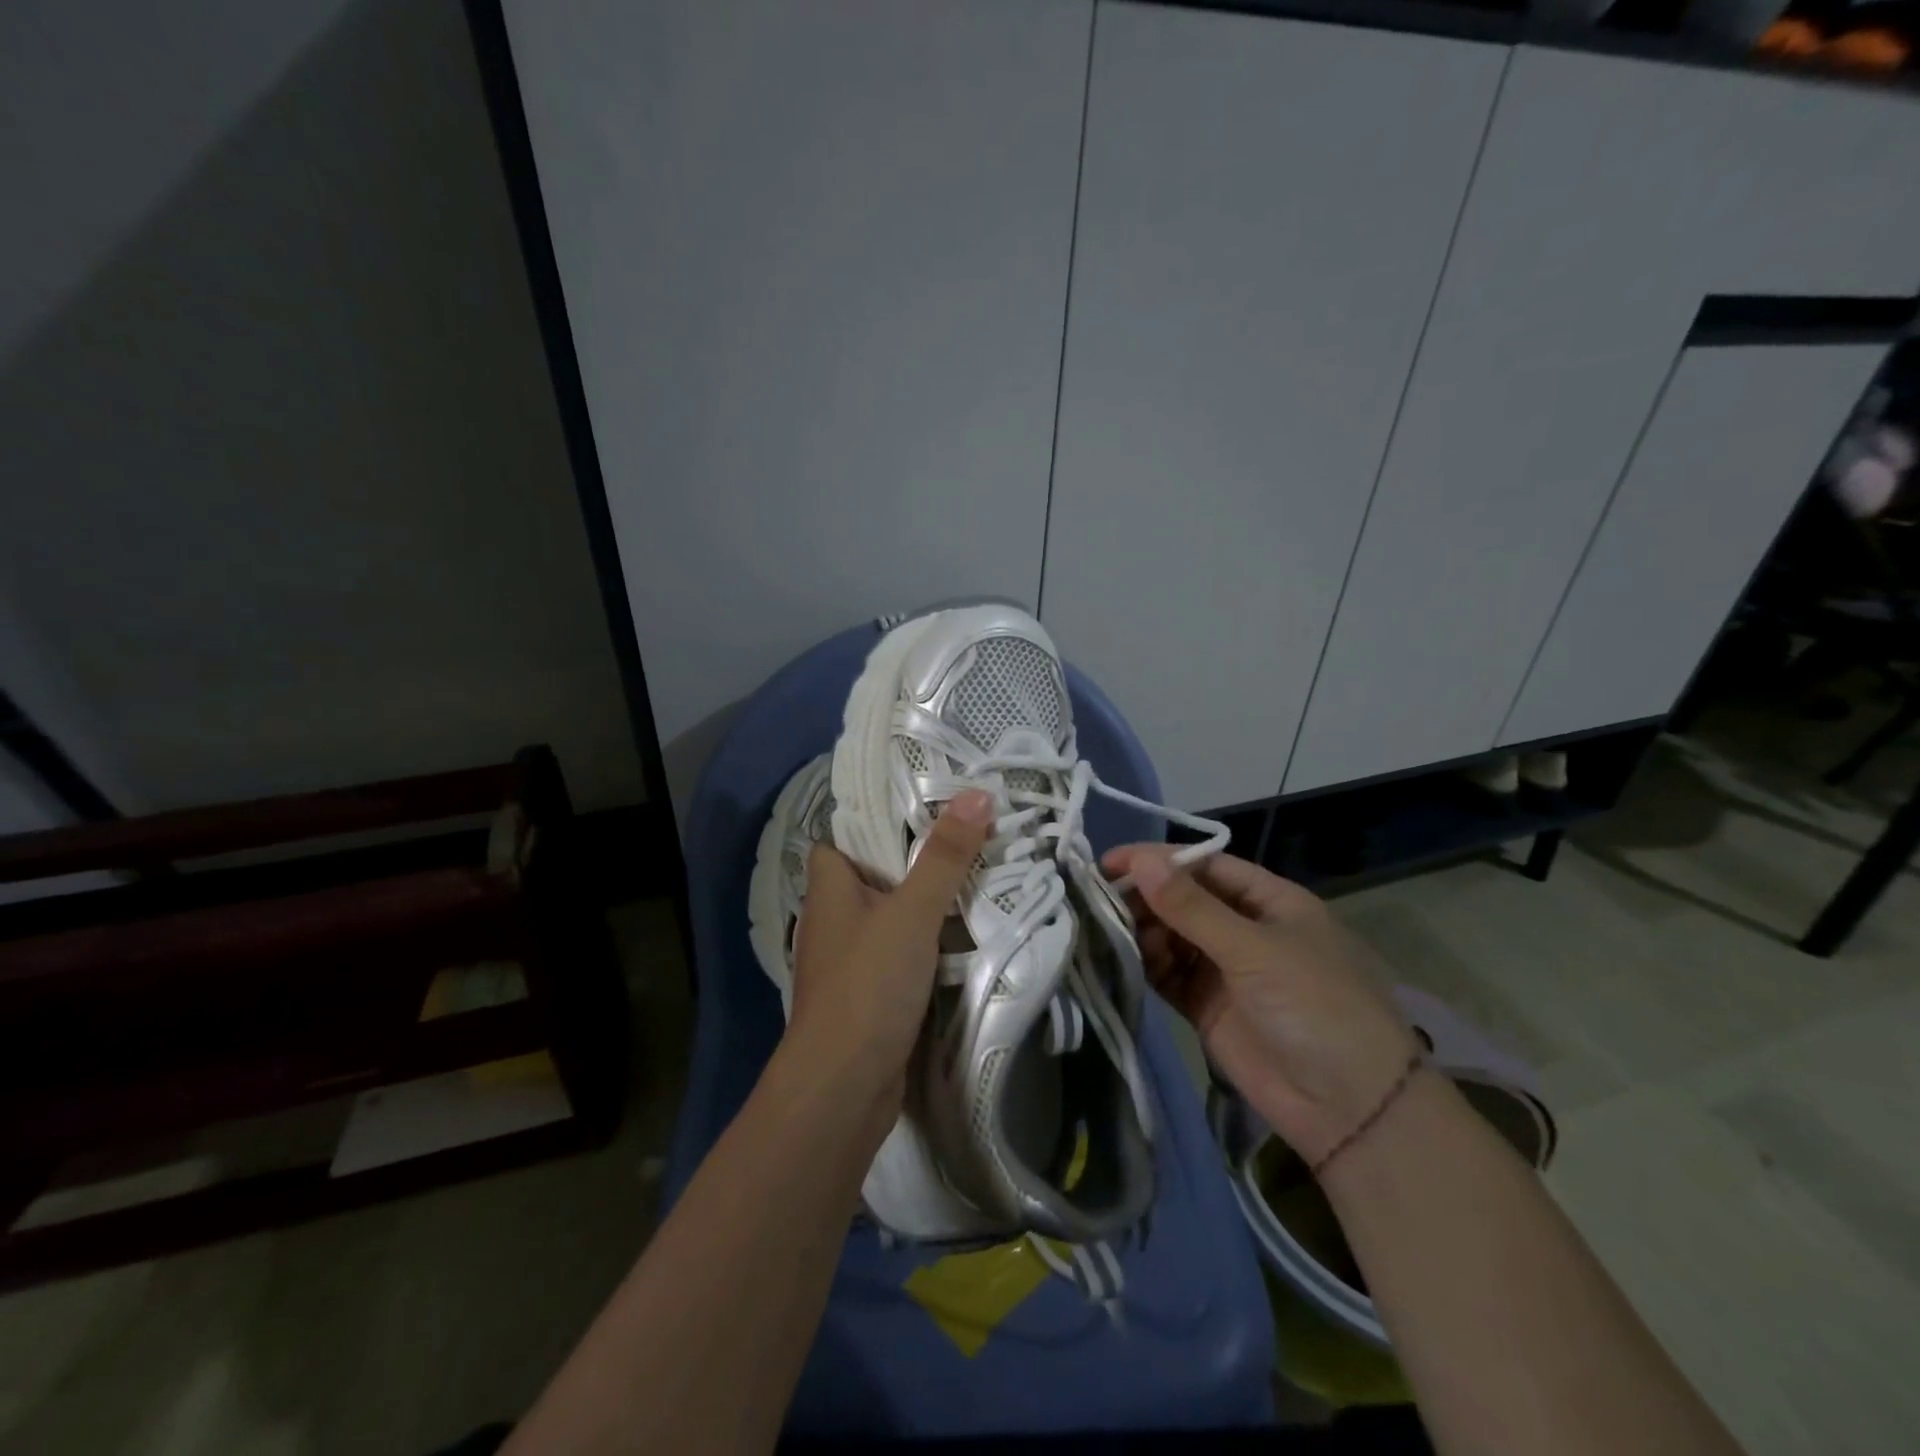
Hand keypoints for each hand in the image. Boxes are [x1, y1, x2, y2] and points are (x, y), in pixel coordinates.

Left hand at [787, 790, 993, 1121]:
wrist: (844, 1087)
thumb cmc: (868, 984)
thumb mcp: (912, 911)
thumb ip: (944, 856)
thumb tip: (978, 793)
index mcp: (828, 886)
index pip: (845, 835)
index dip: (879, 818)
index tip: (927, 802)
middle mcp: (833, 916)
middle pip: (876, 872)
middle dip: (919, 857)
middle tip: (969, 834)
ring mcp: (850, 957)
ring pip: (892, 913)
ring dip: (927, 900)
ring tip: (978, 872)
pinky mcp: (870, 991)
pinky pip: (901, 950)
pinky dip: (927, 940)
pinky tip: (964, 930)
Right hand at [1103, 845, 1418, 1164]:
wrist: (1349, 1108)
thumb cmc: (1314, 1006)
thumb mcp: (1254, 948)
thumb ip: (1191, 907)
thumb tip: (1139, 860)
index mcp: (1270, 901)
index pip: (1205, 866)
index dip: (1159, 860)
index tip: (1110, 861)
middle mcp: (1245, 929)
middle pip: (1184, 900)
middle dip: (1146, 897)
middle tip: (1100, 900)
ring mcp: (1226, 970)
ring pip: (1172, 936)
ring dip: (1143, 931)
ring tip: (1112, 932)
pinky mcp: (1208, 1007)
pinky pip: (1169, 974)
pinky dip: (1147, 965)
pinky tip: (1125, 960)